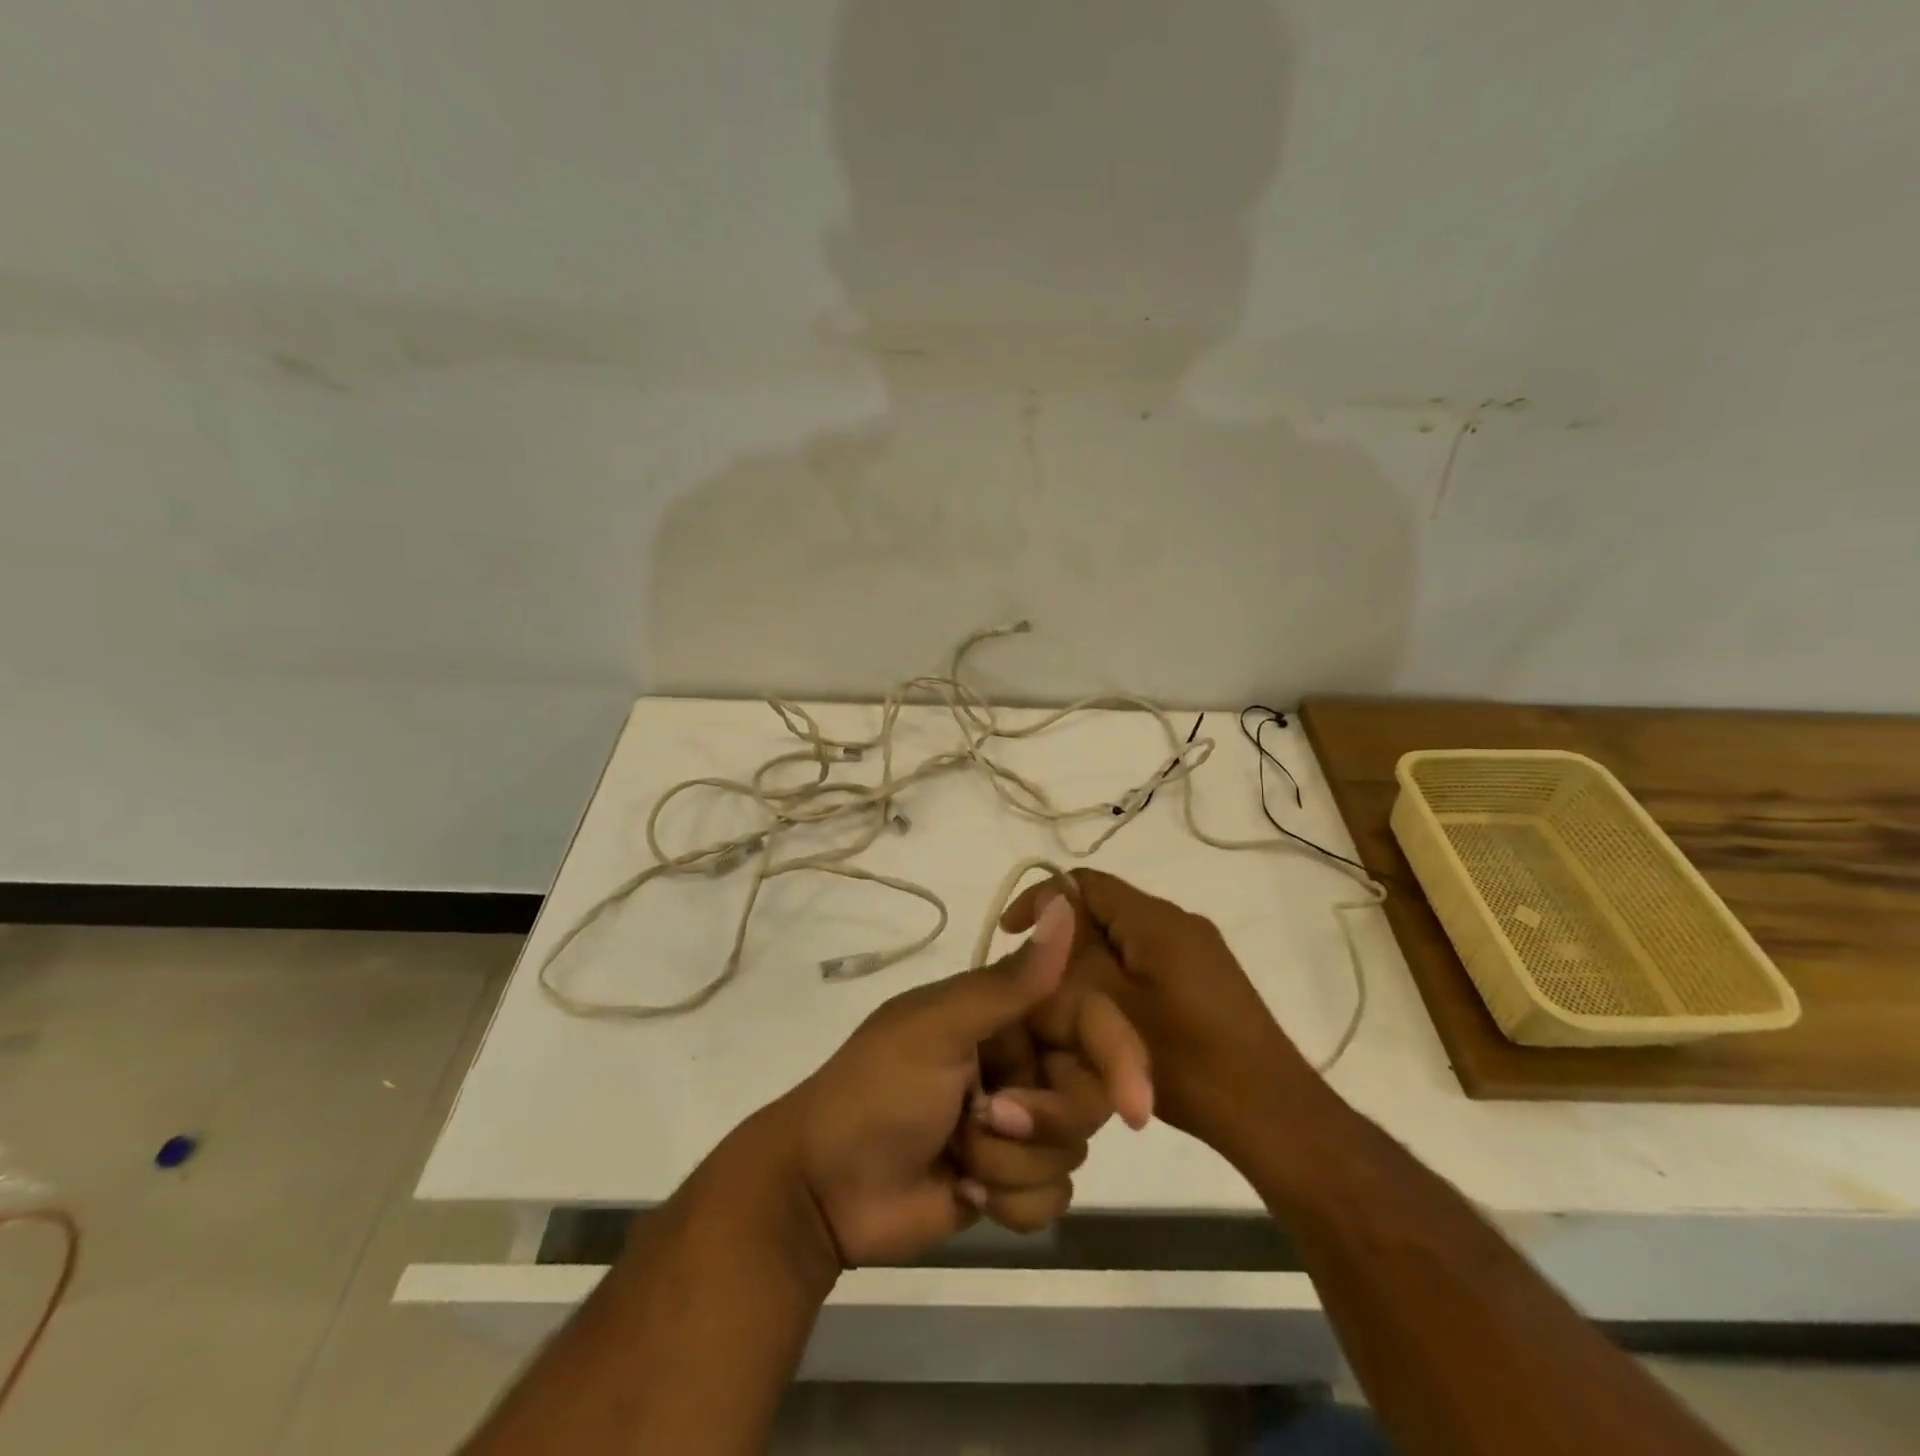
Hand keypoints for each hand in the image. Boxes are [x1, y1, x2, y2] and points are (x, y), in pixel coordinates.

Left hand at [774, 896, 1134, 1266]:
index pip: (1088, 1019)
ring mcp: (1016, 1123)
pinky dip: (1011, 1202)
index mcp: (1004, 1012)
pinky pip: (1053, 1197)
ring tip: (959, 1155)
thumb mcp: (940, 1028)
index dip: (1118, 1056)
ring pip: (1072, 1150)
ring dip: (1012, 1164)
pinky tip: (964, 1193)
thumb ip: (1011, 981)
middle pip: (1089, 1093)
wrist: (822, 1189)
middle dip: (1042, 1118)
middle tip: (989, 1118)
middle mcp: (1019, 1060)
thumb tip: (1067, 906)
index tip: (1136, 1107)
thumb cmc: (878, 1091)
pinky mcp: (1010, 1180)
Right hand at [1002, 869, 1314, 1141]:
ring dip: (1090, 959)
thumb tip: (1045, 922)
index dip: (1043, 899)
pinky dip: (1117, 975)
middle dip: (1065, 936)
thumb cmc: (1188, 1062)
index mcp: (1156, 919)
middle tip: (1038, 981)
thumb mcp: (1114, 1010)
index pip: (1086, 882)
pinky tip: (1107, 1017)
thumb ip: (1074, 959)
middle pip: (1105, 908)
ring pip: (1124, 936)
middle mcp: (1179, 921)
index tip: (1012, 935)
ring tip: (1065, 1003)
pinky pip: (1147, 958)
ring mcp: (1198, 950)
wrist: (1272, 1114)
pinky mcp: (1207, 978)